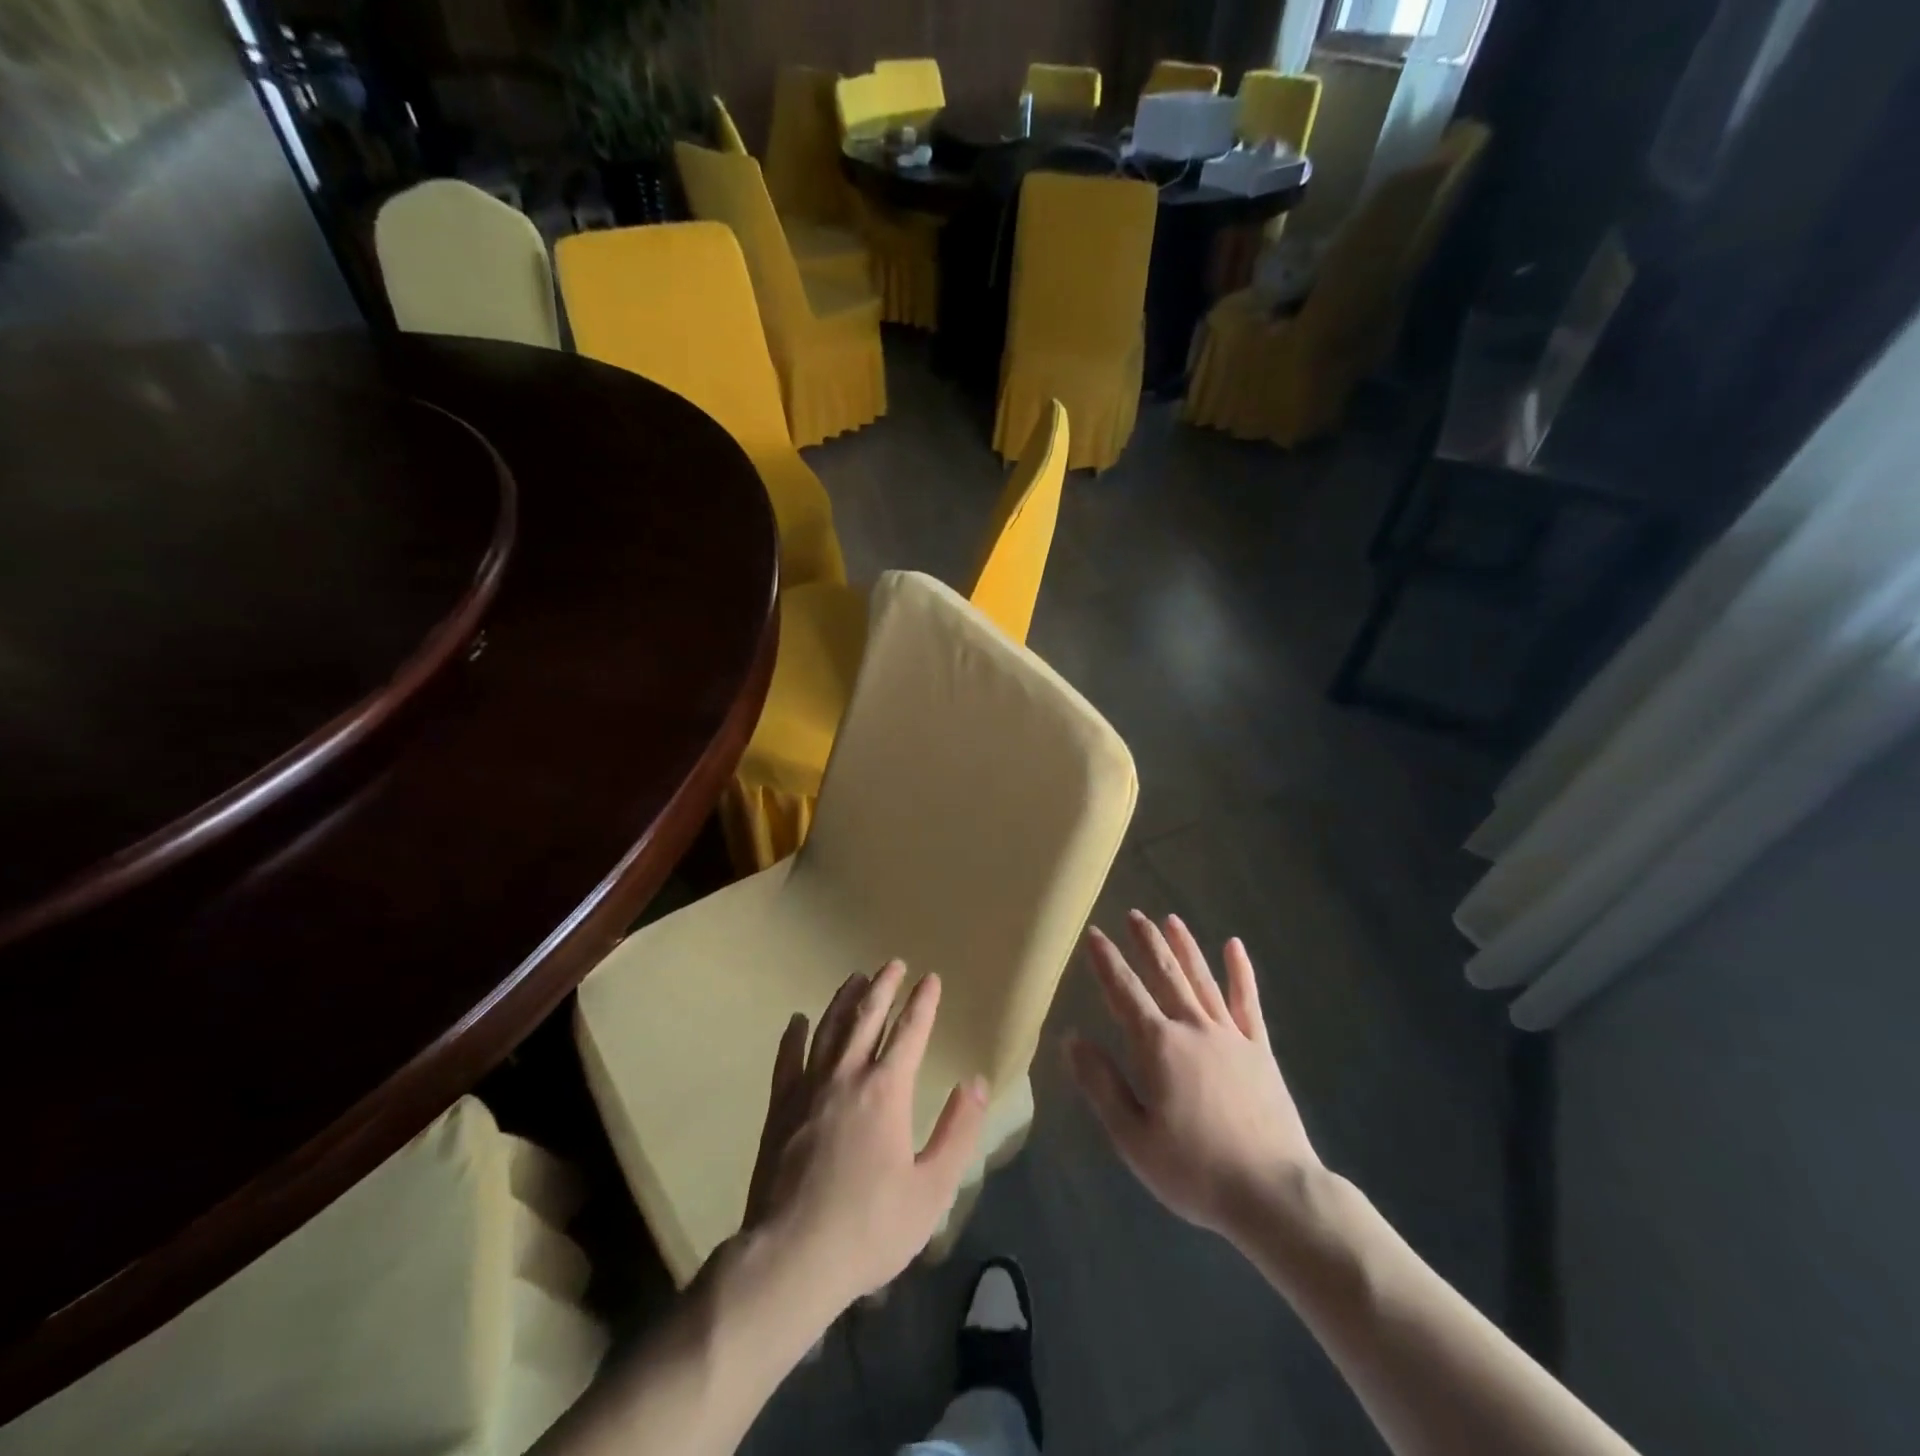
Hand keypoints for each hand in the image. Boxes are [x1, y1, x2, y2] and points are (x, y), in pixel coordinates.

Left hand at [742, 960, 988, 1316]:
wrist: (791, 1258)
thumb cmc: (870, 1227)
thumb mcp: (931, 1189)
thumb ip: (957, 1132)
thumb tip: (975, 1082)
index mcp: (886, 1091)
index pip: (910, 1032)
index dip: (922, 1002)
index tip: (930, 978)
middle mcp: (847, 1076)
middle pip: (868, 1017)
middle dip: (884, 987)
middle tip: (893, 963)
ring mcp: (809, 1089)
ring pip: (829, 1029)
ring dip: (845, 1000)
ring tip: (855, 978)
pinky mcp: (780, 1108)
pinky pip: (787, 1059)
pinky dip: (794, 1036)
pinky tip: (797, 1021)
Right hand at [1065, 911, 1318, 1246]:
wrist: (1274, 1193)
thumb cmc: (1195, 1171)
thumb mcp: (1132, 1137)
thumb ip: (1101, 1083)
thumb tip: (1072, 1038)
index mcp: (1157, 1046)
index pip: (1124, 992)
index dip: (1106, 961)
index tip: (1093, 934)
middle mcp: (1192, 1028)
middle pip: (1165, 974)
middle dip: (1146, 942)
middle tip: (1133, 914)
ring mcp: (1230, 1035)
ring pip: (1201, 979)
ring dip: (1184, 947)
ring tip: (1171, 919)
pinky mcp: (1259, 1050)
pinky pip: (1247, 1002)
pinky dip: (1240, 972)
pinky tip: (1234, 946)